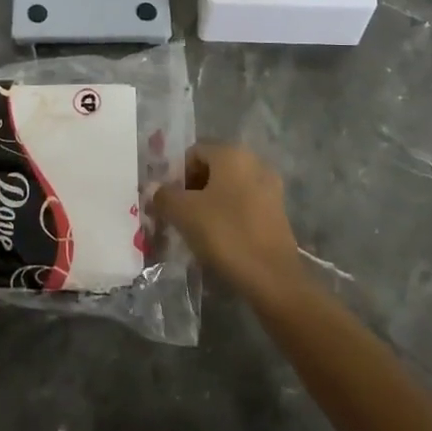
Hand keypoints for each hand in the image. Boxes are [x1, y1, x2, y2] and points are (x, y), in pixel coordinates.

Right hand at [152, 143, 303, 302]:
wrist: (272, 278)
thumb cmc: (225, 234)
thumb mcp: (183, 213)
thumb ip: (164, 196)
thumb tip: (154, 189)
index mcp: (232, 154)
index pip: (194, 153)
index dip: (176, 175)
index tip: (167, 201)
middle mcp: (255, 163)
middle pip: (212, 169)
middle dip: (192, 190)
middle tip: (178, 215)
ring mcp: (270, 188)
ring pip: (228, 189)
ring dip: (209, 204)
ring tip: (196, 230)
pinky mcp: (278, 213)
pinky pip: (244, 205)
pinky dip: (228, 216)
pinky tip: (219, 239)